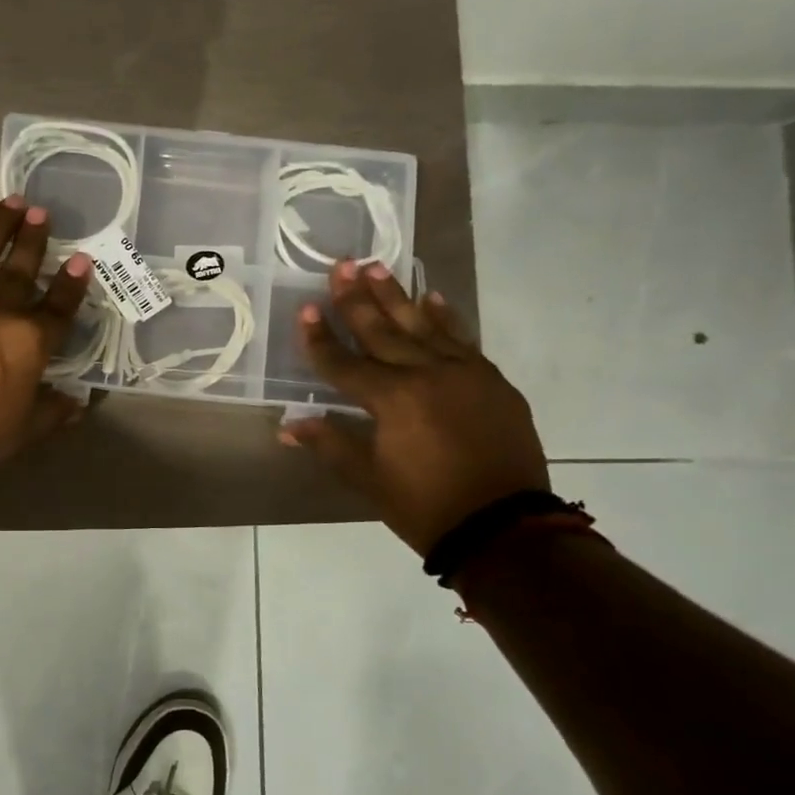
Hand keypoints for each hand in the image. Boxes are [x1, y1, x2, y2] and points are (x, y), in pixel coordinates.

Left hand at [0, 196, 92, 483]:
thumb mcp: (22, 431)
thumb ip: (53, 411)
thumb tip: (79, 403)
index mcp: (29, 340)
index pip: (60, 305)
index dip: (73, 282)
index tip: (82, 260)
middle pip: (22, 266)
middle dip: (35, 239)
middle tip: (42, 213)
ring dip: (0, 225)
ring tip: (13, 202)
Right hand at [281, 260, 548, 555]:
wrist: (505, 528)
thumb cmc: (425, 507)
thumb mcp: (369, 479)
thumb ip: (330, 443)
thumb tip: (288, 427)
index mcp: (391, 399)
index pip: (343, 362)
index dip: (319, 338)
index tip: (304, 309)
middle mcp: (426, 374)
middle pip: (382, 331)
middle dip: (356, 298)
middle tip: (341, 265)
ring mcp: (465, 373)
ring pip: (423, 326)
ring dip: (397, 296)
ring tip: (377, 267)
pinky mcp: (493, 381)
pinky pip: (463, 340)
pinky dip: (446, 318)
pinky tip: (433, 297)